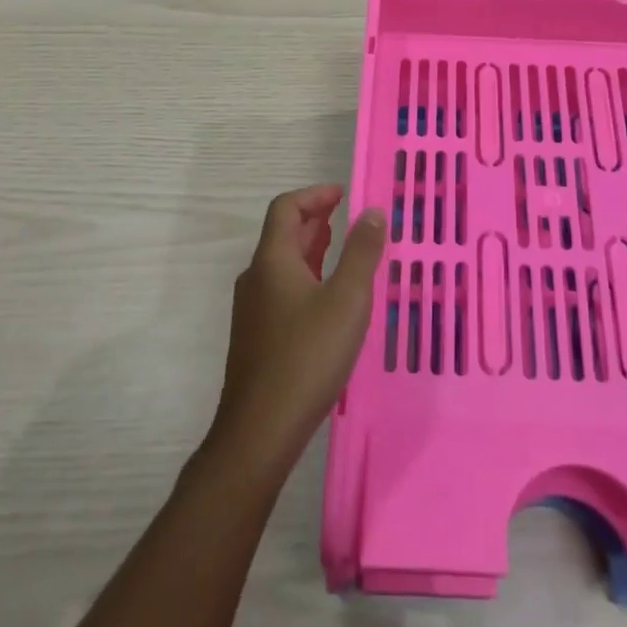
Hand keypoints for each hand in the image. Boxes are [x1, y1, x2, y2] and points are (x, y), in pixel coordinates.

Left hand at [210, 185, 386, 476]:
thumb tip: (373, 212)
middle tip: (349, 217)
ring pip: (283, 264)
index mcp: (273, 260)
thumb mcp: (347, 300)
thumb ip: (362, 252)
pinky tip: (329, 299)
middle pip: (283, 234)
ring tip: (343, 249)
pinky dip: (307, 276)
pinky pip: (283, 289)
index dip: (315, 194)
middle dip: (316, 219)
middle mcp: (257, 278)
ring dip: (312, 248)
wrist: (259, 432)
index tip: (344, 194)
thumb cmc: (307, 356)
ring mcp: (253, 310)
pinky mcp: (257, 337)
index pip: (286, 208)